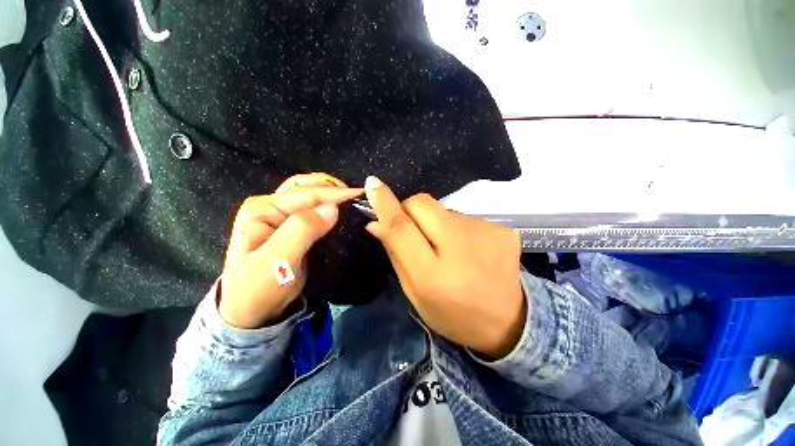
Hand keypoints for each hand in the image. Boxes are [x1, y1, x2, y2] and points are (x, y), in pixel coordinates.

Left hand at [220, 173, 362, 328]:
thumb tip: (332, 208)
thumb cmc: (259, 288)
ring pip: (309, 195)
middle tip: (355, 196)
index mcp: (263, 209)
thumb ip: (303, 230)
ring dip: (330, 194)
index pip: (306, 194)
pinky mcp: (291, 227)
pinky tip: (340, 210)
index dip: (335, 193)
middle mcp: (271, 207)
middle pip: (306, 187)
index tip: (360, 195)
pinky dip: (328, 205)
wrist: (251, 311)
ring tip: (350, 199)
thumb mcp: (278, 260)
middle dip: (332, 187)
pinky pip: (312, 209)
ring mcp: (280, 216)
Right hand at [363, 177, 525, 359]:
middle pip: (422, 203)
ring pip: (444, 209)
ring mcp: (486, 235)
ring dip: (437, 223)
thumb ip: (396, 255)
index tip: (373, 184)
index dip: (385, 204)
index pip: (402, 228)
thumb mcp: (415, 293)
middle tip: (414, 229)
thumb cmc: (451, 313)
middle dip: (409, 209)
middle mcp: (460, 249)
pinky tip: (470, 249)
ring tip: (449, 248)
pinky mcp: (502, 230)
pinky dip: (458, 228)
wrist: (507, 322)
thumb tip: (377, 223)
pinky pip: (465, 217)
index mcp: (433, 275)